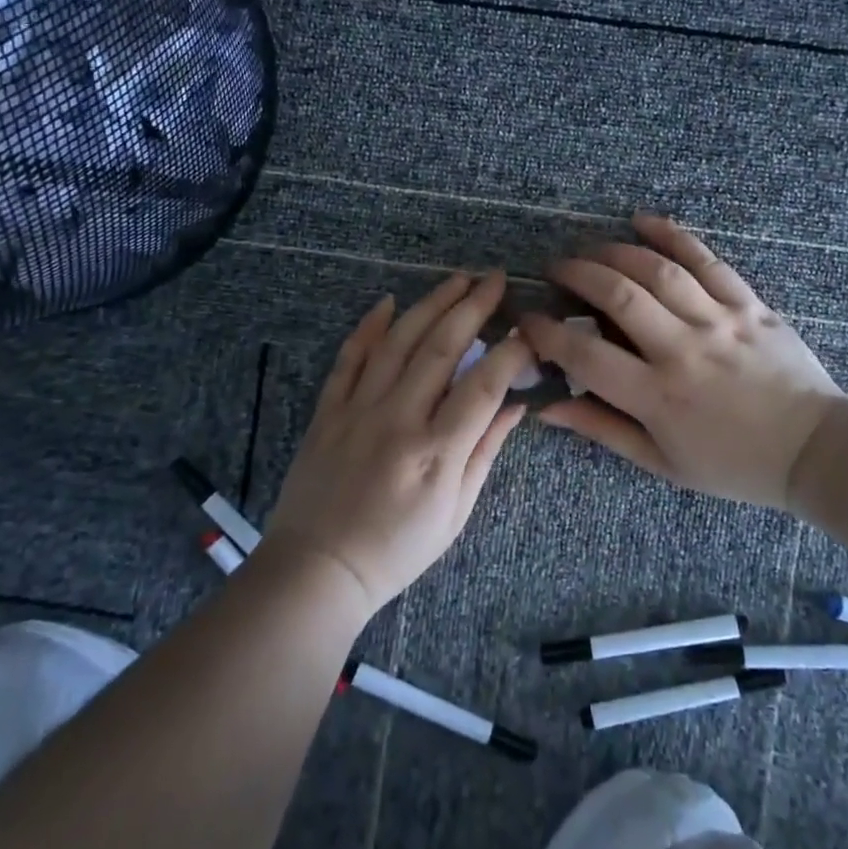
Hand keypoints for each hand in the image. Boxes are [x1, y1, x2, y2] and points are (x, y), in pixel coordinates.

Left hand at [263, 271, 532, 619]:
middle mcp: (398, 419)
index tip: (529, 328)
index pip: (483, 385)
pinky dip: (368, 327)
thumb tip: (517, 406)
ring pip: (398, 342)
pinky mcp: (327, 411)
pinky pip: (348, 358)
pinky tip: (388, 302)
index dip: (511, 351)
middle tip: (494, 279)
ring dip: (430, 304)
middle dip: (472, 307)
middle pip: (441, 348)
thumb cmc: (396, 550)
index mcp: (436, 451)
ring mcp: (357, 410)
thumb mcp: (455, 513)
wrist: (318, 570)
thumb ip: (485, 452)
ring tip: (456, 279)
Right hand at [519, 214, 842, 509]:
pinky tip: (642, 220)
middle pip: (618, 296)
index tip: (527, 319)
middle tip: (555, 268)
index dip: (546, 333)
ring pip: (657, 271)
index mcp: (657, 396)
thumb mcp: (661, 462)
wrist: (814, 449)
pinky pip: (707, 260)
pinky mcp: (749, 303)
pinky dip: (672, 235)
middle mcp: (683, 350)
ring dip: (614, 252)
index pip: (585, 354)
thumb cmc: (732, 464)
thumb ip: (602, 429)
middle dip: (577, 274)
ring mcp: (719, 321)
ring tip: (589, 248)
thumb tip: (547, 409)